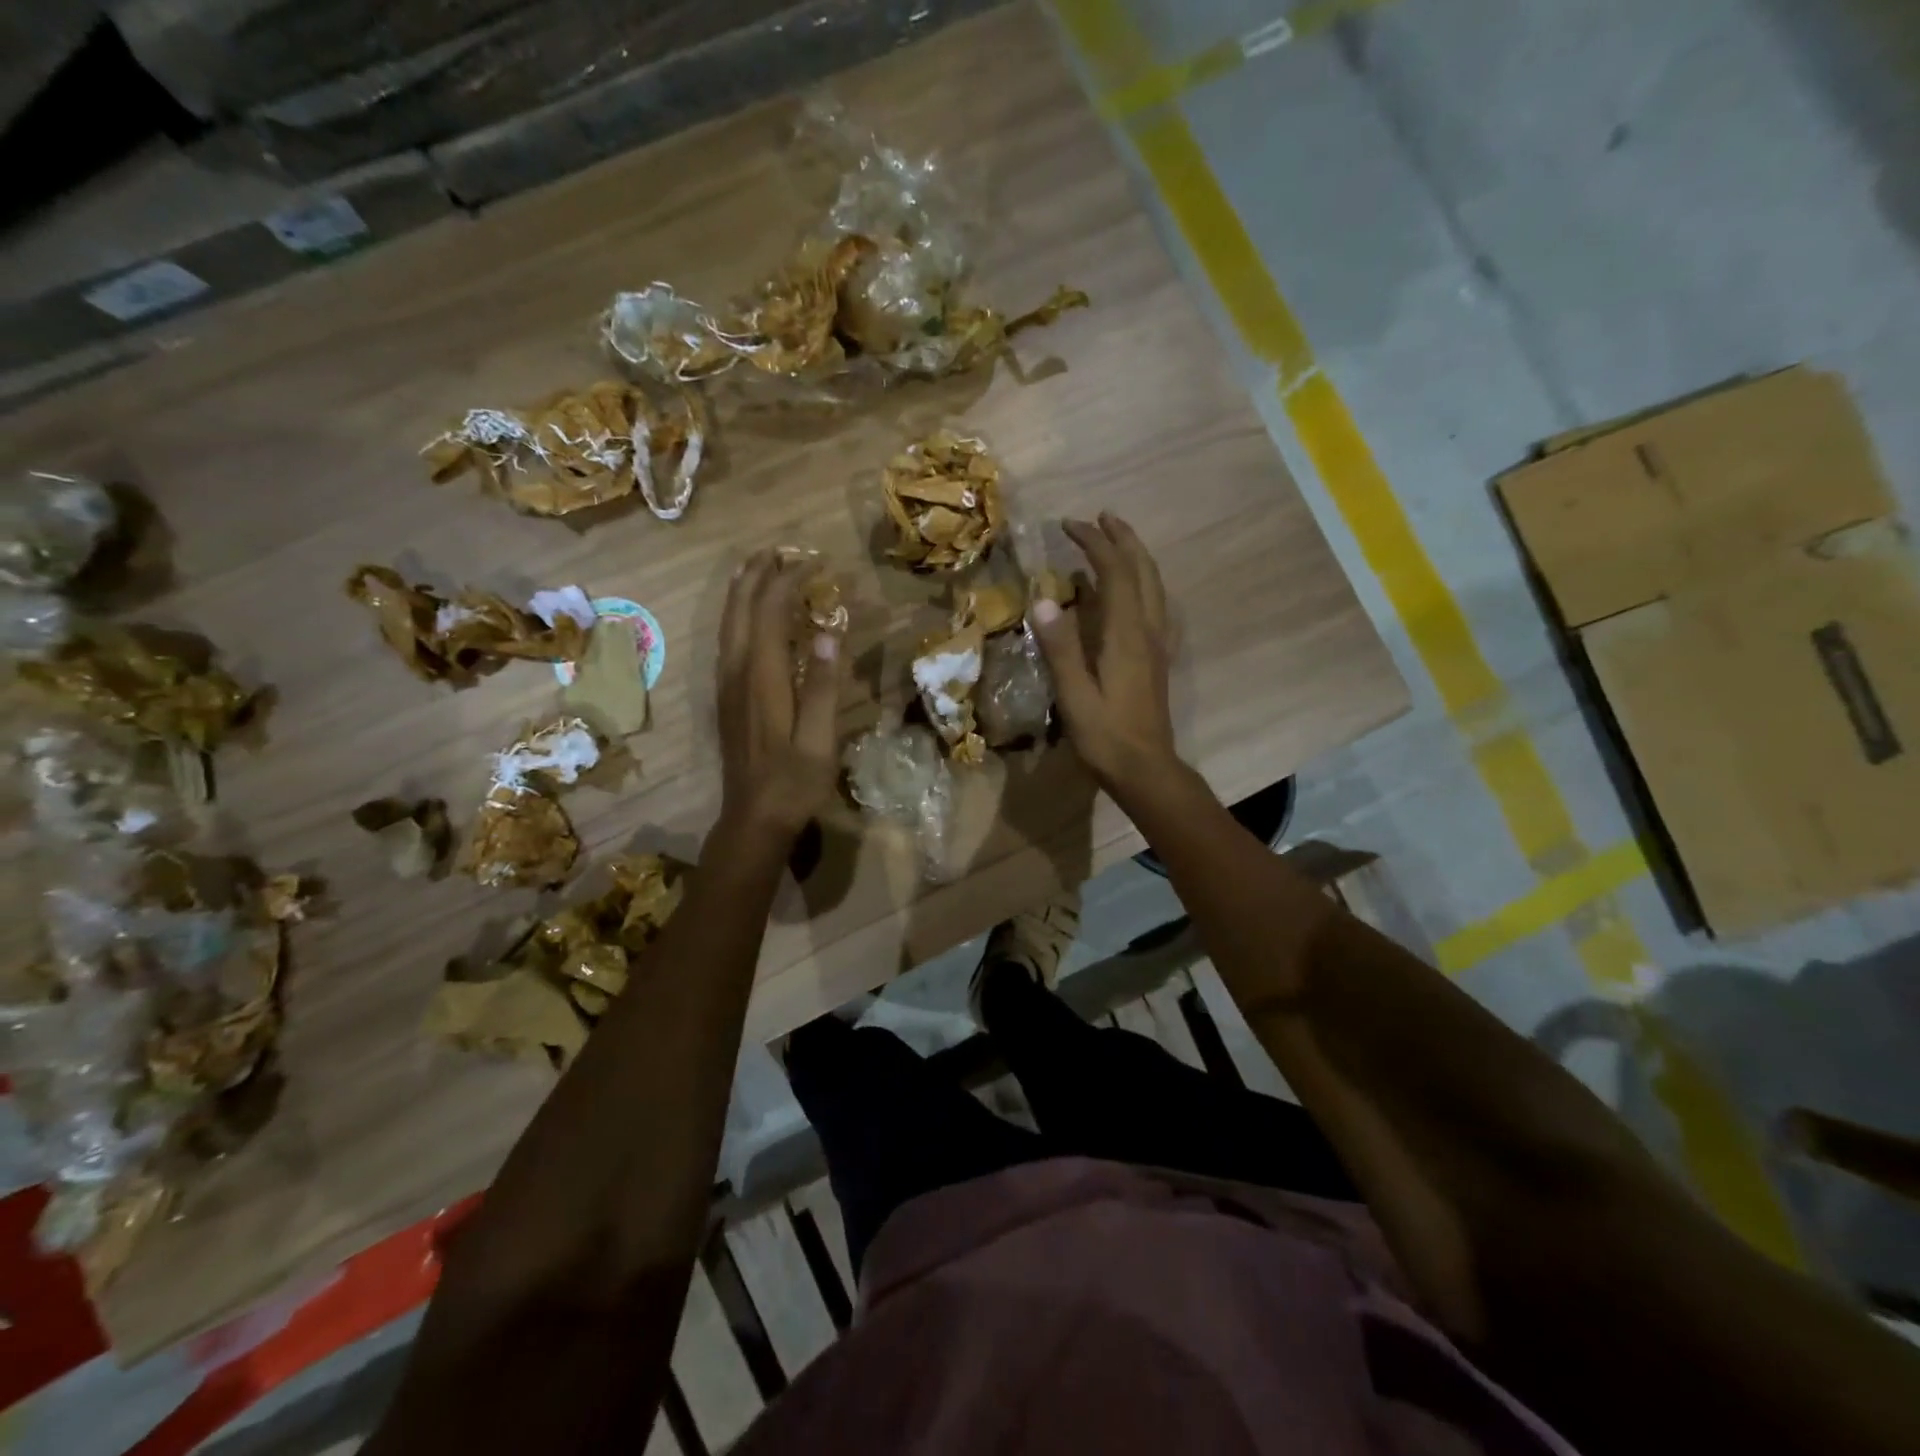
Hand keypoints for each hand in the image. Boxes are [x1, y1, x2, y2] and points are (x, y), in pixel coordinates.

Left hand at [717, 551, 847, 838]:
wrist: (752, 819)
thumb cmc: (793, 782)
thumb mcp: (819, 739)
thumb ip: (823, 684)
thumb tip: (828, 629)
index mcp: (762, 677)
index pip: (771, 611)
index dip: (791, 580)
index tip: (817, 562)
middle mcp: (737, 672)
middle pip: (740, 609)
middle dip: (758, 574)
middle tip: (781, 550)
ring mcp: (726, 685)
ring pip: (728, 623)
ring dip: (743, 591)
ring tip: (760, 568)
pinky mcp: (726, 698)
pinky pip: (728, 641)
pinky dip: (739, 615)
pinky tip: (750, 617)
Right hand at [1029, 513, 1177, 792]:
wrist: (1146, 769)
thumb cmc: (1106, 736)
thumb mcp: (1075, 695)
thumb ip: (1060, 647)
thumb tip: (1043, 599)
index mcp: (1127, 635)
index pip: (1114, 573)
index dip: (1093, 543)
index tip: (1069, 525)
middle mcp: (1148, 631)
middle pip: (1142, 571)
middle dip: (1122, 539)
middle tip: (1100, 518)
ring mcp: (1158, 644)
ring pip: (1154, 586)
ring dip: (1136, 557)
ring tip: (1115, 542)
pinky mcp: (1157, 659)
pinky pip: (1155, 606)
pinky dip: (1143, 585)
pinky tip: (1131, 592)